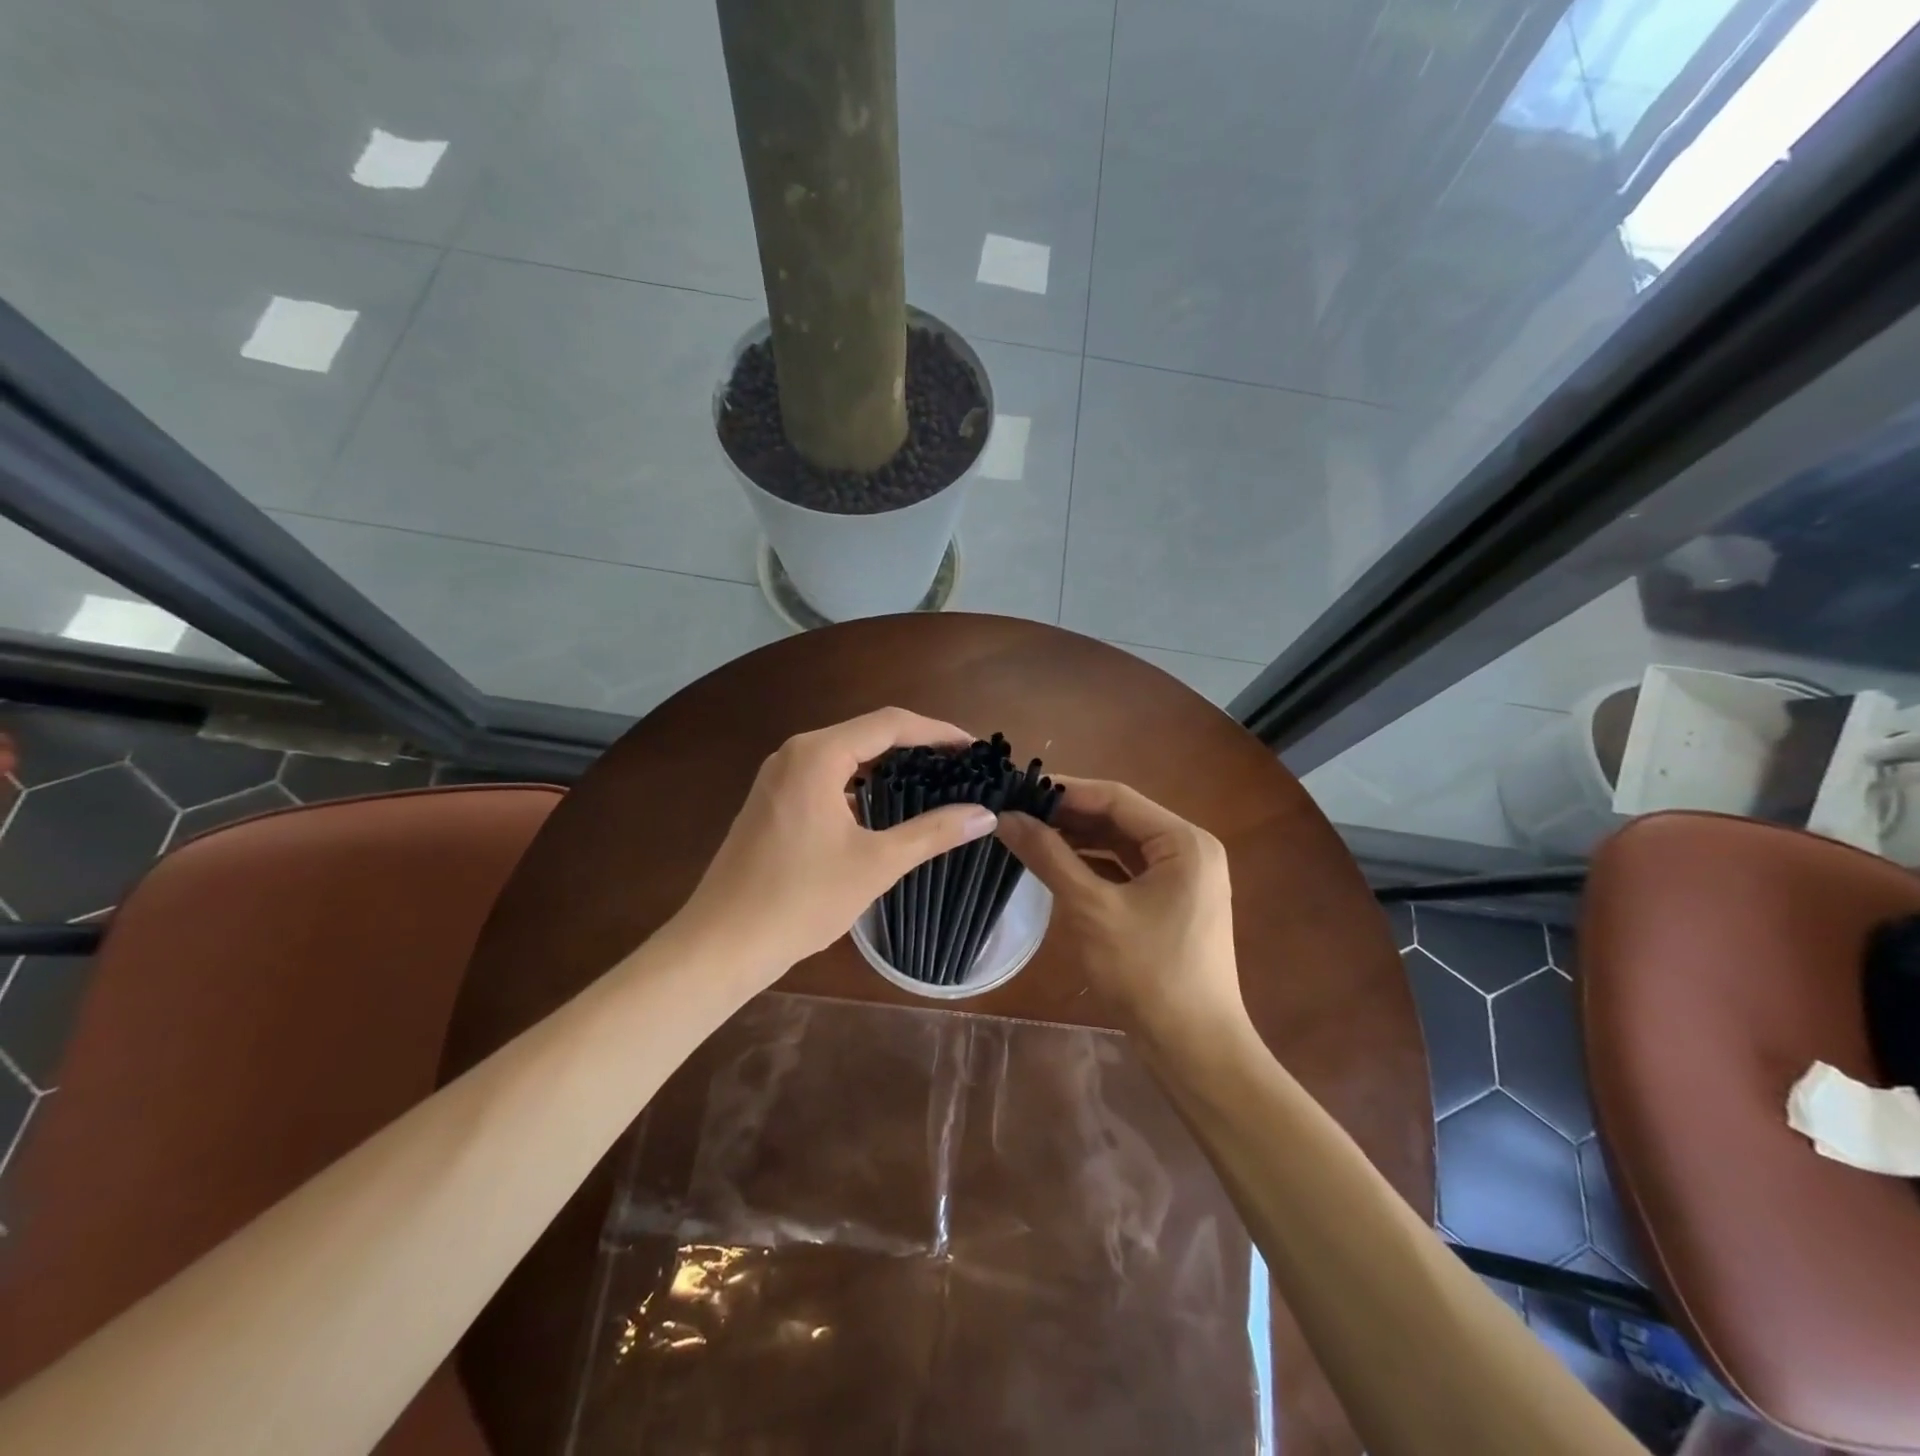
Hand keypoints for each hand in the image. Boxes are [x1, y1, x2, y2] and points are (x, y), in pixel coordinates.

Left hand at [677, 708, 998, 980]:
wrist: (721, 944)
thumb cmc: (801, 899)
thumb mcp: (876, 864)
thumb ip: (933, 833)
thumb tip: (985, 815)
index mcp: (818, 755)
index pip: (891, 724)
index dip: (938, 731)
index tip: (975, 747)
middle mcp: (794, 753)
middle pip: (867, 733)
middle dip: (916, 745)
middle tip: (960, 765)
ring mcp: (777, 776)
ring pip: (845, 755)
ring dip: (887, 764)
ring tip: (932, 782)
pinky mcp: (771, 801)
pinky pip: (825, 776)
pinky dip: (860, 783)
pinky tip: (883, 807)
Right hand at [996, 778, 1250, 1055]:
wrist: (1195, 1050)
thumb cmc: (1148, 974)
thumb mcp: (1092, 910)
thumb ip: (1049, 857)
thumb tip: (1005, 816)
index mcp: (1184, 841)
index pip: (1116, 798)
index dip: (1065, 790)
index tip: (1018, 788)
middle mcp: (1189, 850)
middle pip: (1120, 818)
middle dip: (1069, 815)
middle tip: (1016, 811)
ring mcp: (1183, 878)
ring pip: (1121, 844)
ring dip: (1078, 839)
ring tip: (1028, 833)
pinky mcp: (1172, 903)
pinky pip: (1127, 870)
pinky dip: (1093, 865)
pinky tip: (1057, 864)